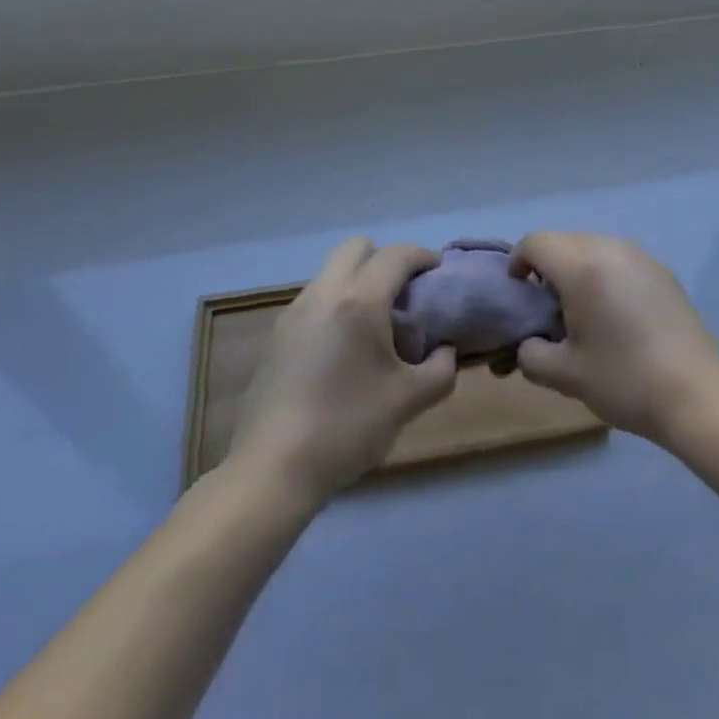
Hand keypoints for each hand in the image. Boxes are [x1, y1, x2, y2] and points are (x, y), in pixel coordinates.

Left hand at [225, 238, 457, 502]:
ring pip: (331, 272)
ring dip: (358, 280)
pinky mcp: (277, 336)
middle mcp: (324, 294)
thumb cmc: (347, 428)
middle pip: (356, 247)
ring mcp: (294, 313)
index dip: (422, 257)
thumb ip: (440, 370)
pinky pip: (315, 298)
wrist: (272, 470)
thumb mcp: (408, 401)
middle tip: (405, 292)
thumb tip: (446, 352)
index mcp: (359, 301)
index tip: (438, 272)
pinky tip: (345, 347)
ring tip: (376, 322)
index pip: (396, 256)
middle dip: (385, 258)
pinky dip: (337, 302)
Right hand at [510, 232, 718, 444]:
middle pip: (564, 242)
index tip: (520, 294)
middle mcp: (611, 248)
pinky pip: (620, 262)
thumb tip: (530, 344)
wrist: (695, 394)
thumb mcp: (565, 375)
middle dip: (548, 269)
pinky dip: (606, 277)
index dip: (518, 262)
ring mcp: (642, 257)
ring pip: (594, 249)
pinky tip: (617, 317)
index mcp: (582, 265)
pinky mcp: (663, 272)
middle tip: (548, 310)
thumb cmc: (623, 379)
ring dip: (578, 272)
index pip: (535, 242)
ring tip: (583, 314)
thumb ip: (531, 354)